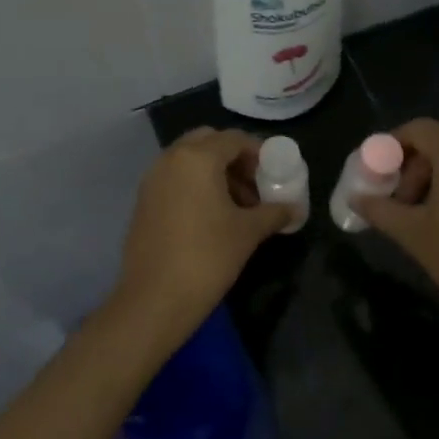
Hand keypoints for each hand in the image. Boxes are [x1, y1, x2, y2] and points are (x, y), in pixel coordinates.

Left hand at [107, 128, 292, 347]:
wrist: (155, 299)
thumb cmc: (208, 257)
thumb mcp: (248, 232)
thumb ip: (275, 212)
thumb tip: (295, 208)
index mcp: (197, 158)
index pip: (234, 139)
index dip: (259, 153)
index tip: (275, 174)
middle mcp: (170, 159)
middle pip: (208, 143)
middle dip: (234, 159)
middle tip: (254, 185)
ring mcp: (152, 180)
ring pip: (189, 161)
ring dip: (215, 173)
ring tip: (238, 207)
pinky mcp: (143, 202)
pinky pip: (175, 180)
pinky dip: (195, 187)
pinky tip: (212, 218)